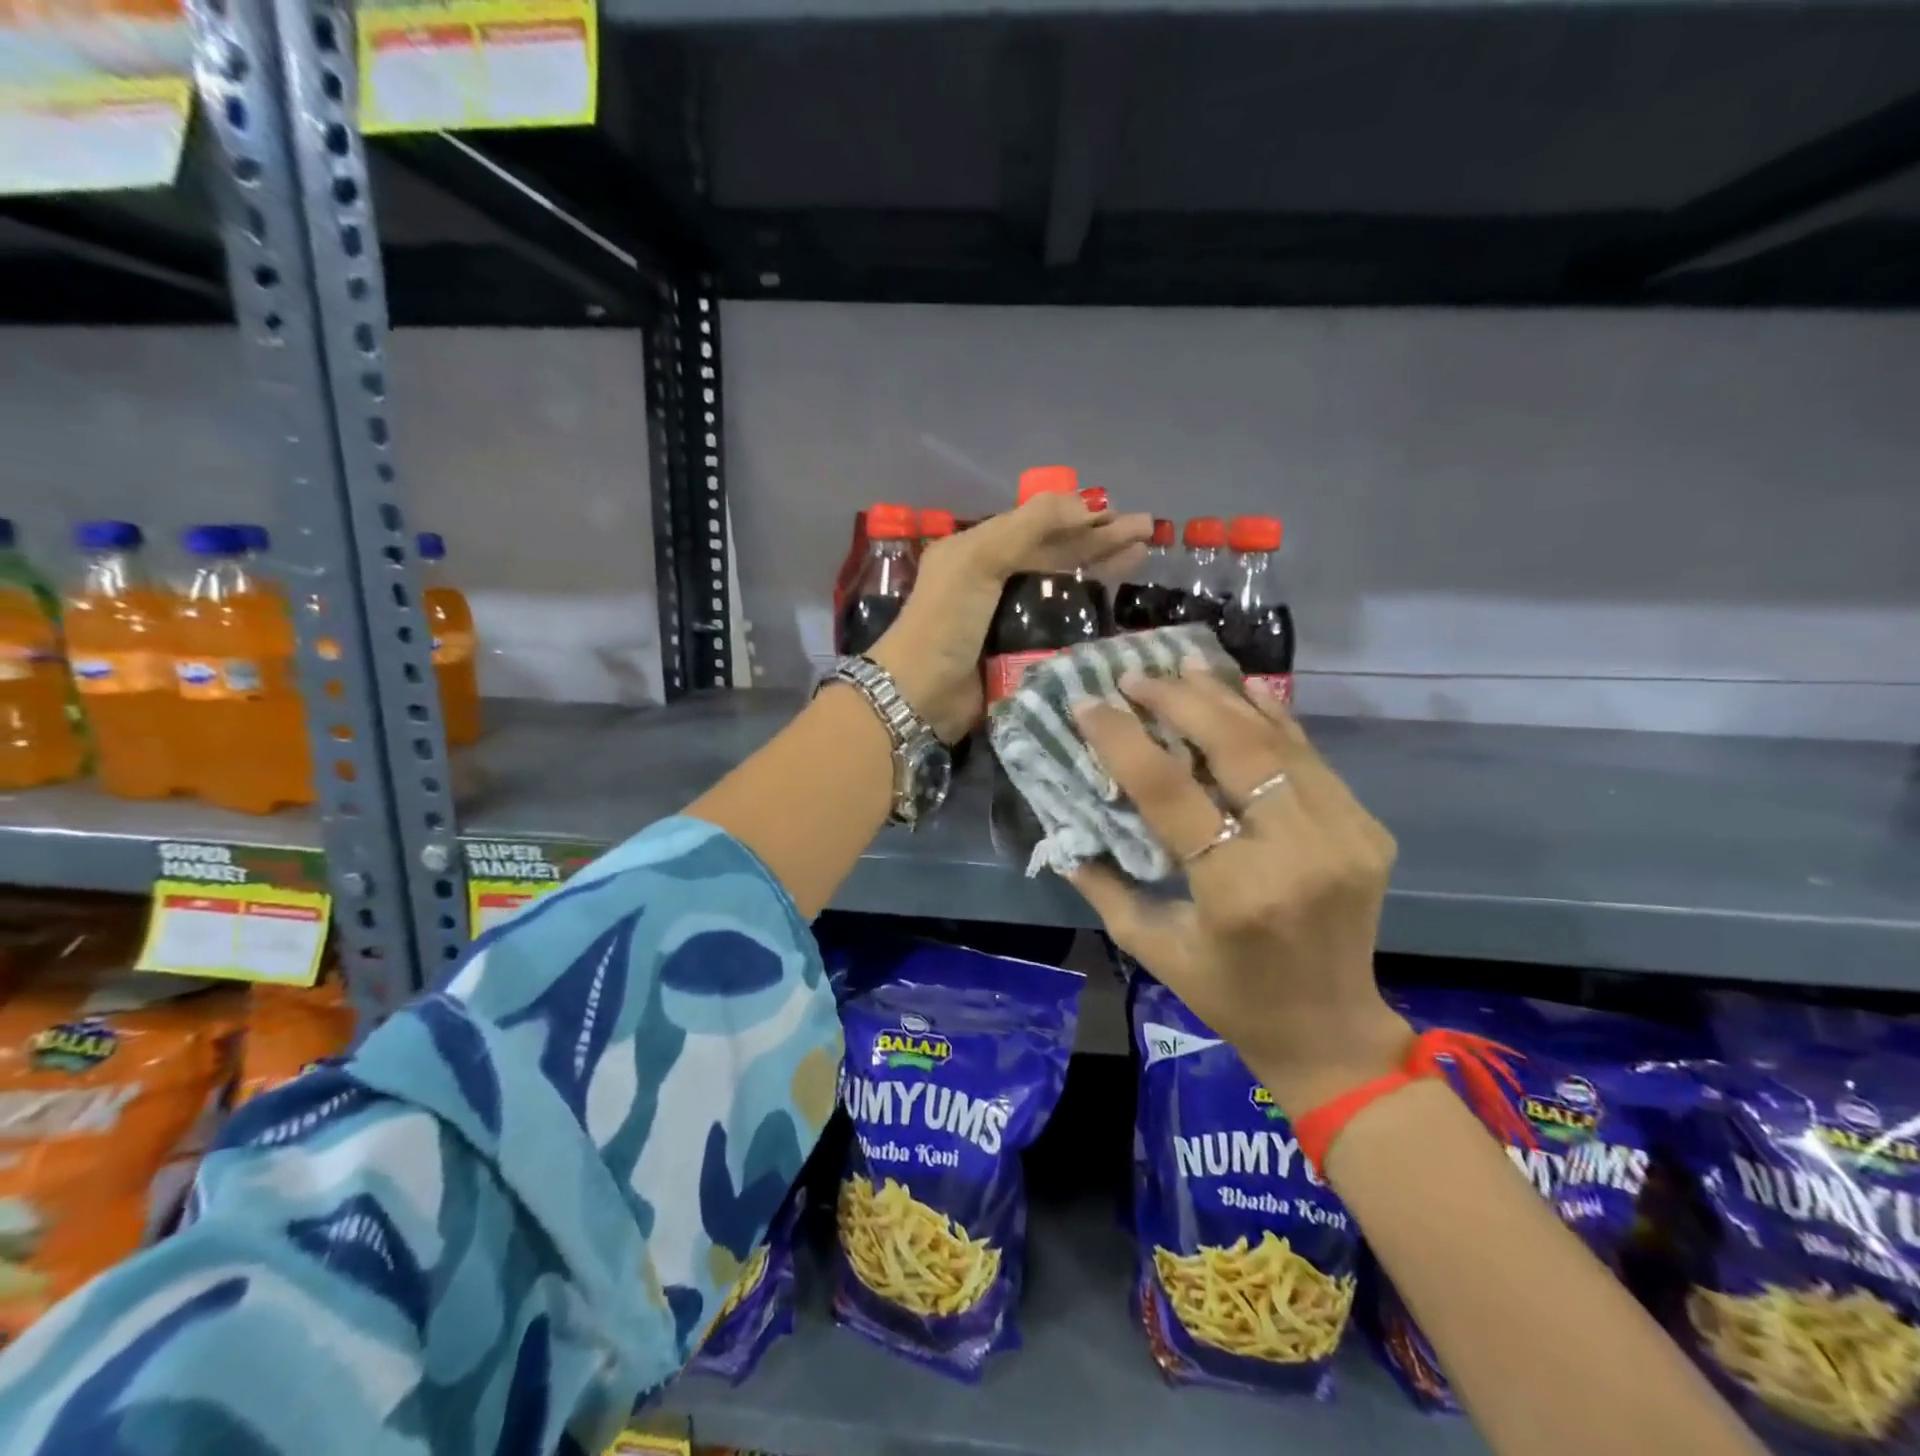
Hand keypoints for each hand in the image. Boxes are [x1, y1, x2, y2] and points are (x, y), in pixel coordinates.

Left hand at [868, 494, 1151, 742]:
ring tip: (1142, 556)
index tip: (1122, 515)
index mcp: (980, 550)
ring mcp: (1011, 616)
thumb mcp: (978, 560)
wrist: (922, 694)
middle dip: (1101, 539)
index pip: (1040, 526)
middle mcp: (996, 578)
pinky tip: (1117, 603)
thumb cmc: (946, 621)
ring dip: (1101, 569)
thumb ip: (1027, 527)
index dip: (1081, 517)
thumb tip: (1083, 502)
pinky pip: (1062, 624)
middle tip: (1148, 531)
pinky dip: (1089, 610)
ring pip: (1064, 585)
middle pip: (1057, 552)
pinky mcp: (1022, 651)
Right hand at [1068, 665, 1411, 1116]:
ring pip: (1277, 742)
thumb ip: (1104, 885)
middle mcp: (1298, 852)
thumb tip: (1062, 833)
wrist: (1332, 1031)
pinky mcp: (1366, 828)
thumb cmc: (1229, 997)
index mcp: (1237, 891)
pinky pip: (1311, 757)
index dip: (1123, 740)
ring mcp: (1344, 835)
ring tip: (1182, 664)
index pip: (1170, 792)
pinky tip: (1242, 688)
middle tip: (1135, 675)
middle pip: (1234, 749)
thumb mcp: (1152, 947)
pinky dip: (1273, 718)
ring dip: (1224, 698)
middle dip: (1178, 701)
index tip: (1089, 703)